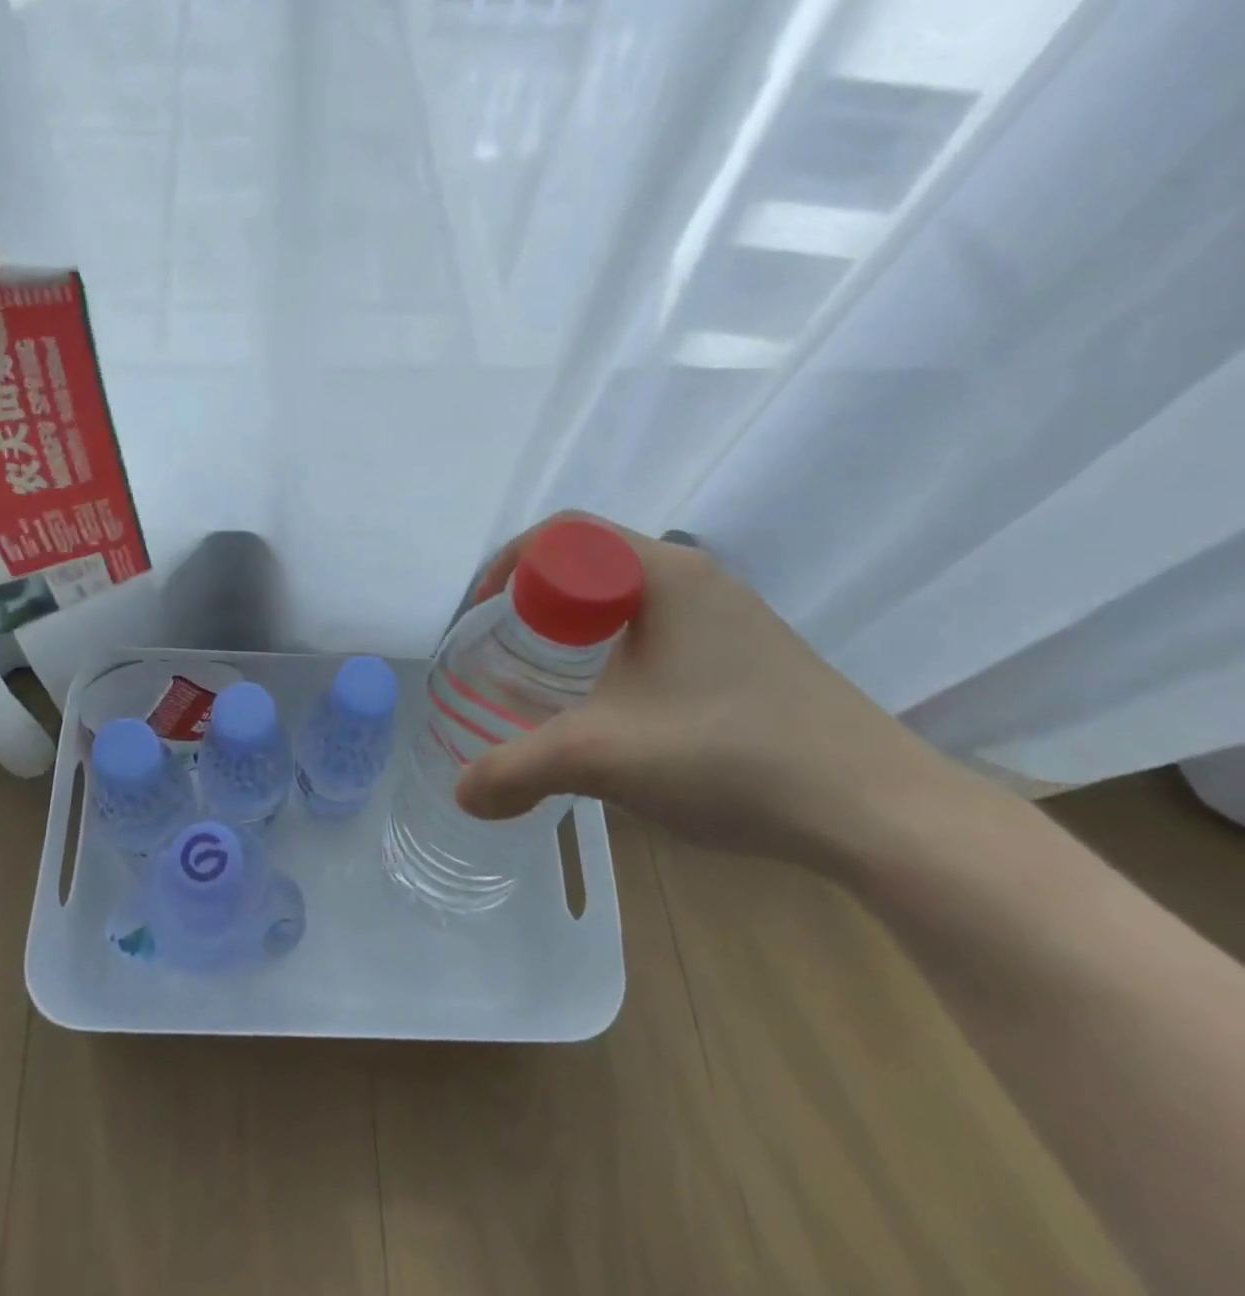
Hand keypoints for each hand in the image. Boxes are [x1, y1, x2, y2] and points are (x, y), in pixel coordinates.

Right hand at [454, 514, 957, 870]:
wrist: (882, 813)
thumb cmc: (732, 757)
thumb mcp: (603, 758)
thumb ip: (517, 771)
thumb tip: (463, 794)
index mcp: (662, 574)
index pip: (563, 531)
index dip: (506, 564)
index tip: (481, 616)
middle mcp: (697, 578)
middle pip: (590, 559)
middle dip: (534, 595)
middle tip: (505, 647)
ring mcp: (730, 615)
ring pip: (626, 595)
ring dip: (576, 624)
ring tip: (549, 677)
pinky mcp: (749, 653)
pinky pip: (659, 626)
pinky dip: (614, 648)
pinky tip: (615, 705)